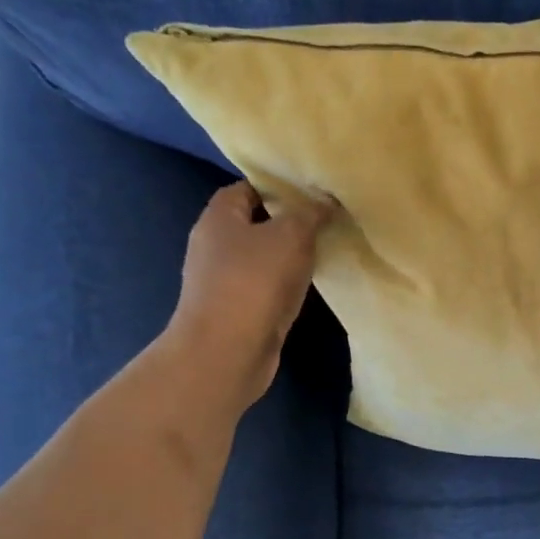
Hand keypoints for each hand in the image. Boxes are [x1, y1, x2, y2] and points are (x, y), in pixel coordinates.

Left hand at [163, 180, 329, 409]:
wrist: (228, 351)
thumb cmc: (255, 281)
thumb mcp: (291, 236)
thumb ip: (310, 213)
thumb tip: (326, 200)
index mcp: (219, 218)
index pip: (246, 189)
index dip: (277, 187)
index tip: (311, 193)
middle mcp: (214, 245)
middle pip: (254, 223)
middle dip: (288, 222)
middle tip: (325, 221)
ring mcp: (223, 280)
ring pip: (262, 257)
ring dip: (288, 255)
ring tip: (324, 250)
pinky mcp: (236, 309)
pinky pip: (265, 285)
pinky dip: (285, 283)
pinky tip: (309, 286)